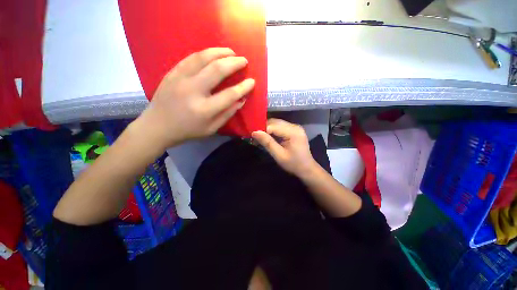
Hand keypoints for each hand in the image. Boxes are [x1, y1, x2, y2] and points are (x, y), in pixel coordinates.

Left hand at [134, 48, 254, 149]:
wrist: (157, 126)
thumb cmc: (188, 131)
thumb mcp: (211, 129)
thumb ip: (228, 114)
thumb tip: (241, 100)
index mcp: (204, 110)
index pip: (230, 94)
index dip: (243, 87)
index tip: (252, 81)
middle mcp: (193, 91)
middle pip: (217, 70)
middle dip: (234, 63)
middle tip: (244, 60)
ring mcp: (180, 79)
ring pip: (203, 58)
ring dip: (220, 52)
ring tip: (231, 52)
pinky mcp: (172, 73)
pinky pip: (190, 58)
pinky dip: (205, 53)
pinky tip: (213, 54)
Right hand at [252, 119, 318, 177]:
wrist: (307, 168)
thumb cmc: (293, 164)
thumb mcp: (279, 155)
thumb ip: (267, 142)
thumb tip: (254, 132)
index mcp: (293, 132)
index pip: (273, 126)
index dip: (262, 129)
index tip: (253, 135)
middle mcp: (295, 126)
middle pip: (275, 122)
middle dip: (264, 127)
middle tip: (255, 135)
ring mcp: (295, 127)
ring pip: (277, 123)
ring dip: (268, 128)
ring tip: (260, 135)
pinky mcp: (294, 130)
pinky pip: (281, 126)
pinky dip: (273, 130)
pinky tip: (268, 135)